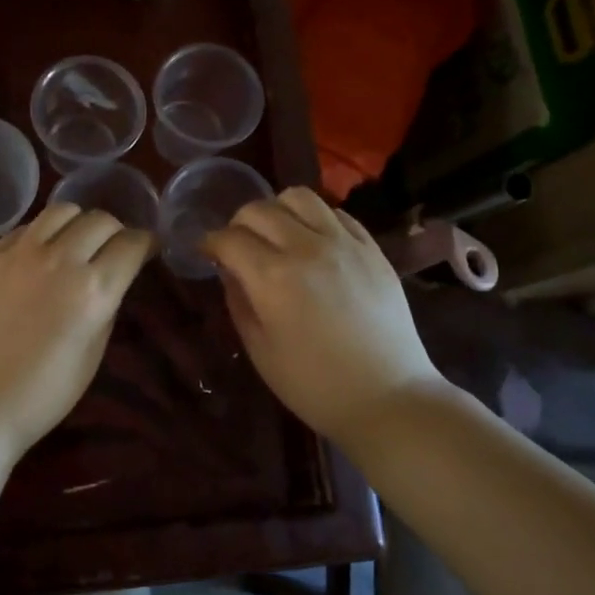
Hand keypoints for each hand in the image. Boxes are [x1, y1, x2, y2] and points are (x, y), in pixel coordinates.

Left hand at [0, 203, 152, 456]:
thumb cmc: (42, 395)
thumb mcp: (92, 355)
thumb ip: (106, 307)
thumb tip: (110, 280)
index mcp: (93, 290)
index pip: (131, 244)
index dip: (146, 244)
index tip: (147, 250)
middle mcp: (60, 260)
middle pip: (100, 220)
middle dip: (116, 231)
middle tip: (113, 249)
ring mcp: (20, 254)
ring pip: (61, 211)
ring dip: (79, 222)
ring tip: (76, 242)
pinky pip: (25, 228)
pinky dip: (42, 234)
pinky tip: (40, 254)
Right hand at [203, 187, 441, 446]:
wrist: (388, 398)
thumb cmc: (314, 384)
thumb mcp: (260, 350)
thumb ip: (239, 301)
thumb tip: (229, 271)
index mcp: (272, 277)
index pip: (229, 238)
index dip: (210, 243)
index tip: (206, 253)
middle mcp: (306, 247)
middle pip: (259, 209)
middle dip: (238, 223)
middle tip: (238, 246)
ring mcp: (344, 243)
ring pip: (300, 197)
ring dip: (278, 210)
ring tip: (277, 234)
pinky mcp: (372, 248)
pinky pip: (337, 213)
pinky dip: (316, 218)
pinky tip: (313, 242)